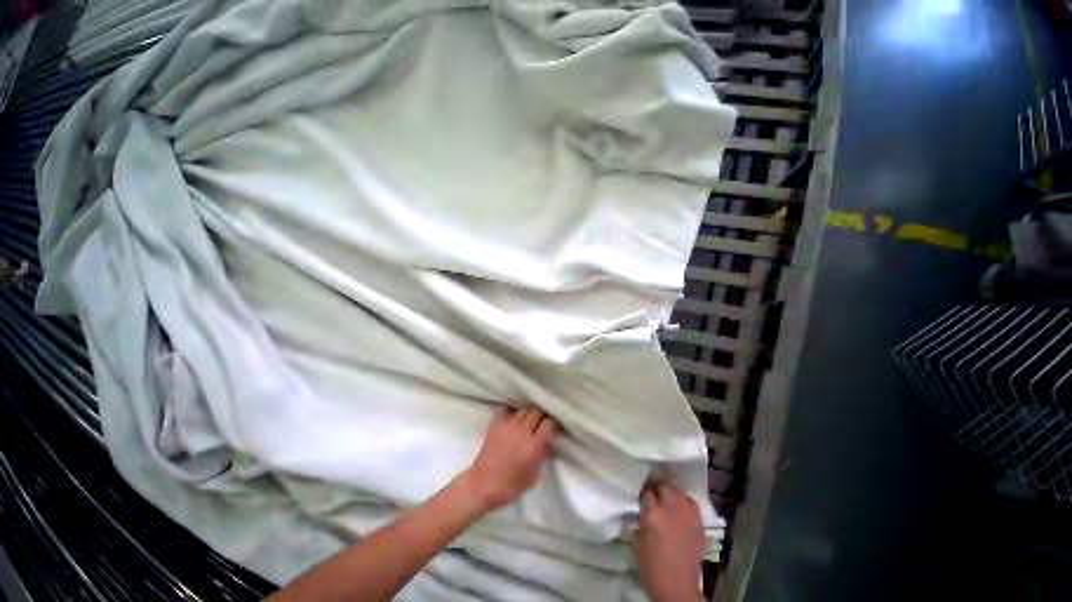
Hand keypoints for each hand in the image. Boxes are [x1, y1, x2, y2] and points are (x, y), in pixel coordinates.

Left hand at [462, 406, 557, 510]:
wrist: (482, 485)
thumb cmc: (510, 486)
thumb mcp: (533, 476)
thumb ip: (542, 456)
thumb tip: (548, 443)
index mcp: (533, 445)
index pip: (548, 423)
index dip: (552, 423)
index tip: (552, 426)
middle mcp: (522, 431)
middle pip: (537, 411)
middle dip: (542, 415)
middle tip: (542, 421)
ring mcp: (508, 426)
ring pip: (524, 409)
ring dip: (529, 412)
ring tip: (529, 418)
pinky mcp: (496, 424)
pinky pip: (507, 410)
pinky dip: (513, 411)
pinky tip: (514, 417)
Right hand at [633, 480, 704, 601]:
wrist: (677, 587)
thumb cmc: (651, 566)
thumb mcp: (637, 541)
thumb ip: (640, 520)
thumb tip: (641, 511)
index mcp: (652, 514)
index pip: (646, 491)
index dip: (643, 490)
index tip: (641, 492)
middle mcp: (670, 510)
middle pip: (664, 486)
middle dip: (658, 486)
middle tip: (653, 490)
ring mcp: (687, 515)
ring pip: (679, 491)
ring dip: (672, 491)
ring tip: (667, 495)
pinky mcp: (699, 524)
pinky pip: (692, 503)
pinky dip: (685, 501)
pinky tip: (681, 506)